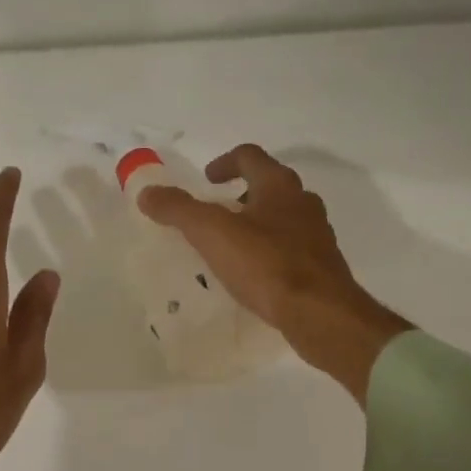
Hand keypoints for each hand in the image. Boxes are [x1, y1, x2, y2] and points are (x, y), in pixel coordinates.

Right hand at [136, 144, 410, 403]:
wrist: (320, 313)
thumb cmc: (266, 265)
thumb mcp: (212, 233)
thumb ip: (179, 210)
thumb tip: (147, 193)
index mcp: (279, 186)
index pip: (250, 157)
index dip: (225, 162)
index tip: (207, 179)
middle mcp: (303, 204)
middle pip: (271, 187)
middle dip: (243, 195)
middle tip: (218, 213)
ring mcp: (318, 237)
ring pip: (285, 220)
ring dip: (259, 225)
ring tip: (234, 247)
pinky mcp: (323, 269)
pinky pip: (292, 251)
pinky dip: (272, 254)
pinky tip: (256, 277)